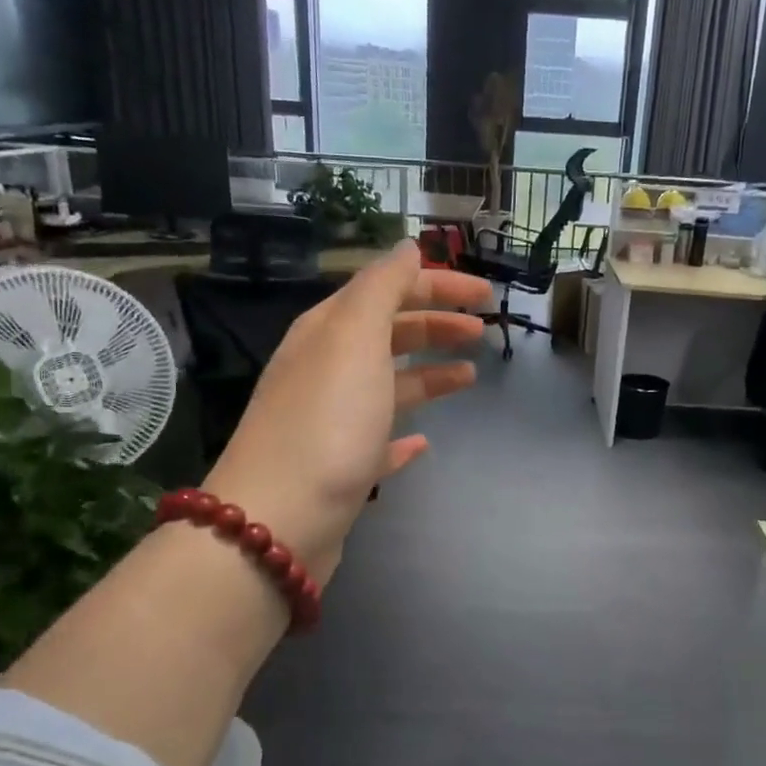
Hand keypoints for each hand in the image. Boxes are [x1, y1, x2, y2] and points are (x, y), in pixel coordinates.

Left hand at [205, 240, 489, 579]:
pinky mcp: (342, 469)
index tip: (486, 296)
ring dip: (428, 374)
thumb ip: (382, 287)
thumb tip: (408, 247)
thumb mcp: (355, 338)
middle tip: (482, 331)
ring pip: (388, 384)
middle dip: (435, 325)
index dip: (437, 285)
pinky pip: (379, 440)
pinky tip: (425, 441)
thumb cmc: (327, 420)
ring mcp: (333, 421)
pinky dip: (404, 434)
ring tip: (469, 376)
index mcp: (328, 332)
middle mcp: (326, 369)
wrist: (279, 519)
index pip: (388, 290)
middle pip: (389, 334)